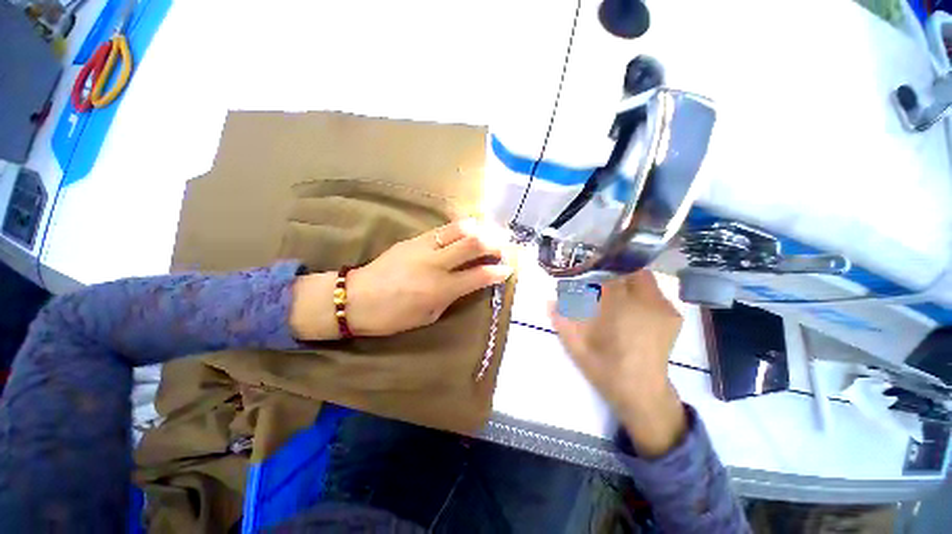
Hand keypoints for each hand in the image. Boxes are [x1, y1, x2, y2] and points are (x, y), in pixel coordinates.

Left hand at [290, 219, 512, 339]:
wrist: (356, 297)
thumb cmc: (393, 316)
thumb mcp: (428, 315)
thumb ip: (451, 297)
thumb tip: (467, 283)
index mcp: (441, 289)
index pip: (479, 275)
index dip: (498, 271)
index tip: (508, 269)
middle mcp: (436, 264)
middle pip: (474, 244)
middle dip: (494, 243)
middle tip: (502, 247)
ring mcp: (424, 247)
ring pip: (460, 229)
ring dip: (480, 230)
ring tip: (488, 235)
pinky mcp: (414, 239)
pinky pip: (443, 229)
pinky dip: (461, 228)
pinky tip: (467, 231)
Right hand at [549, 271, 686, 456]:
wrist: (642, 393)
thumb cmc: (606, 368)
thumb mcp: (577, 346)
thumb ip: (562, 321)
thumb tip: (549, 301)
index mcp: (621, 309)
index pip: (609, 275)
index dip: (595, 272)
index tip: (584, 276)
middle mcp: (646, 303)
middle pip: (630, 271)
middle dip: (612, 272)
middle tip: (598, 283)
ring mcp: (664, 309)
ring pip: (644, 279)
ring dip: (626, 280)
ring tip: (613, 295)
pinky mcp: (672, 316)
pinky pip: (654, 292)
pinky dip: (639, 292)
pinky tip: (629, 308)